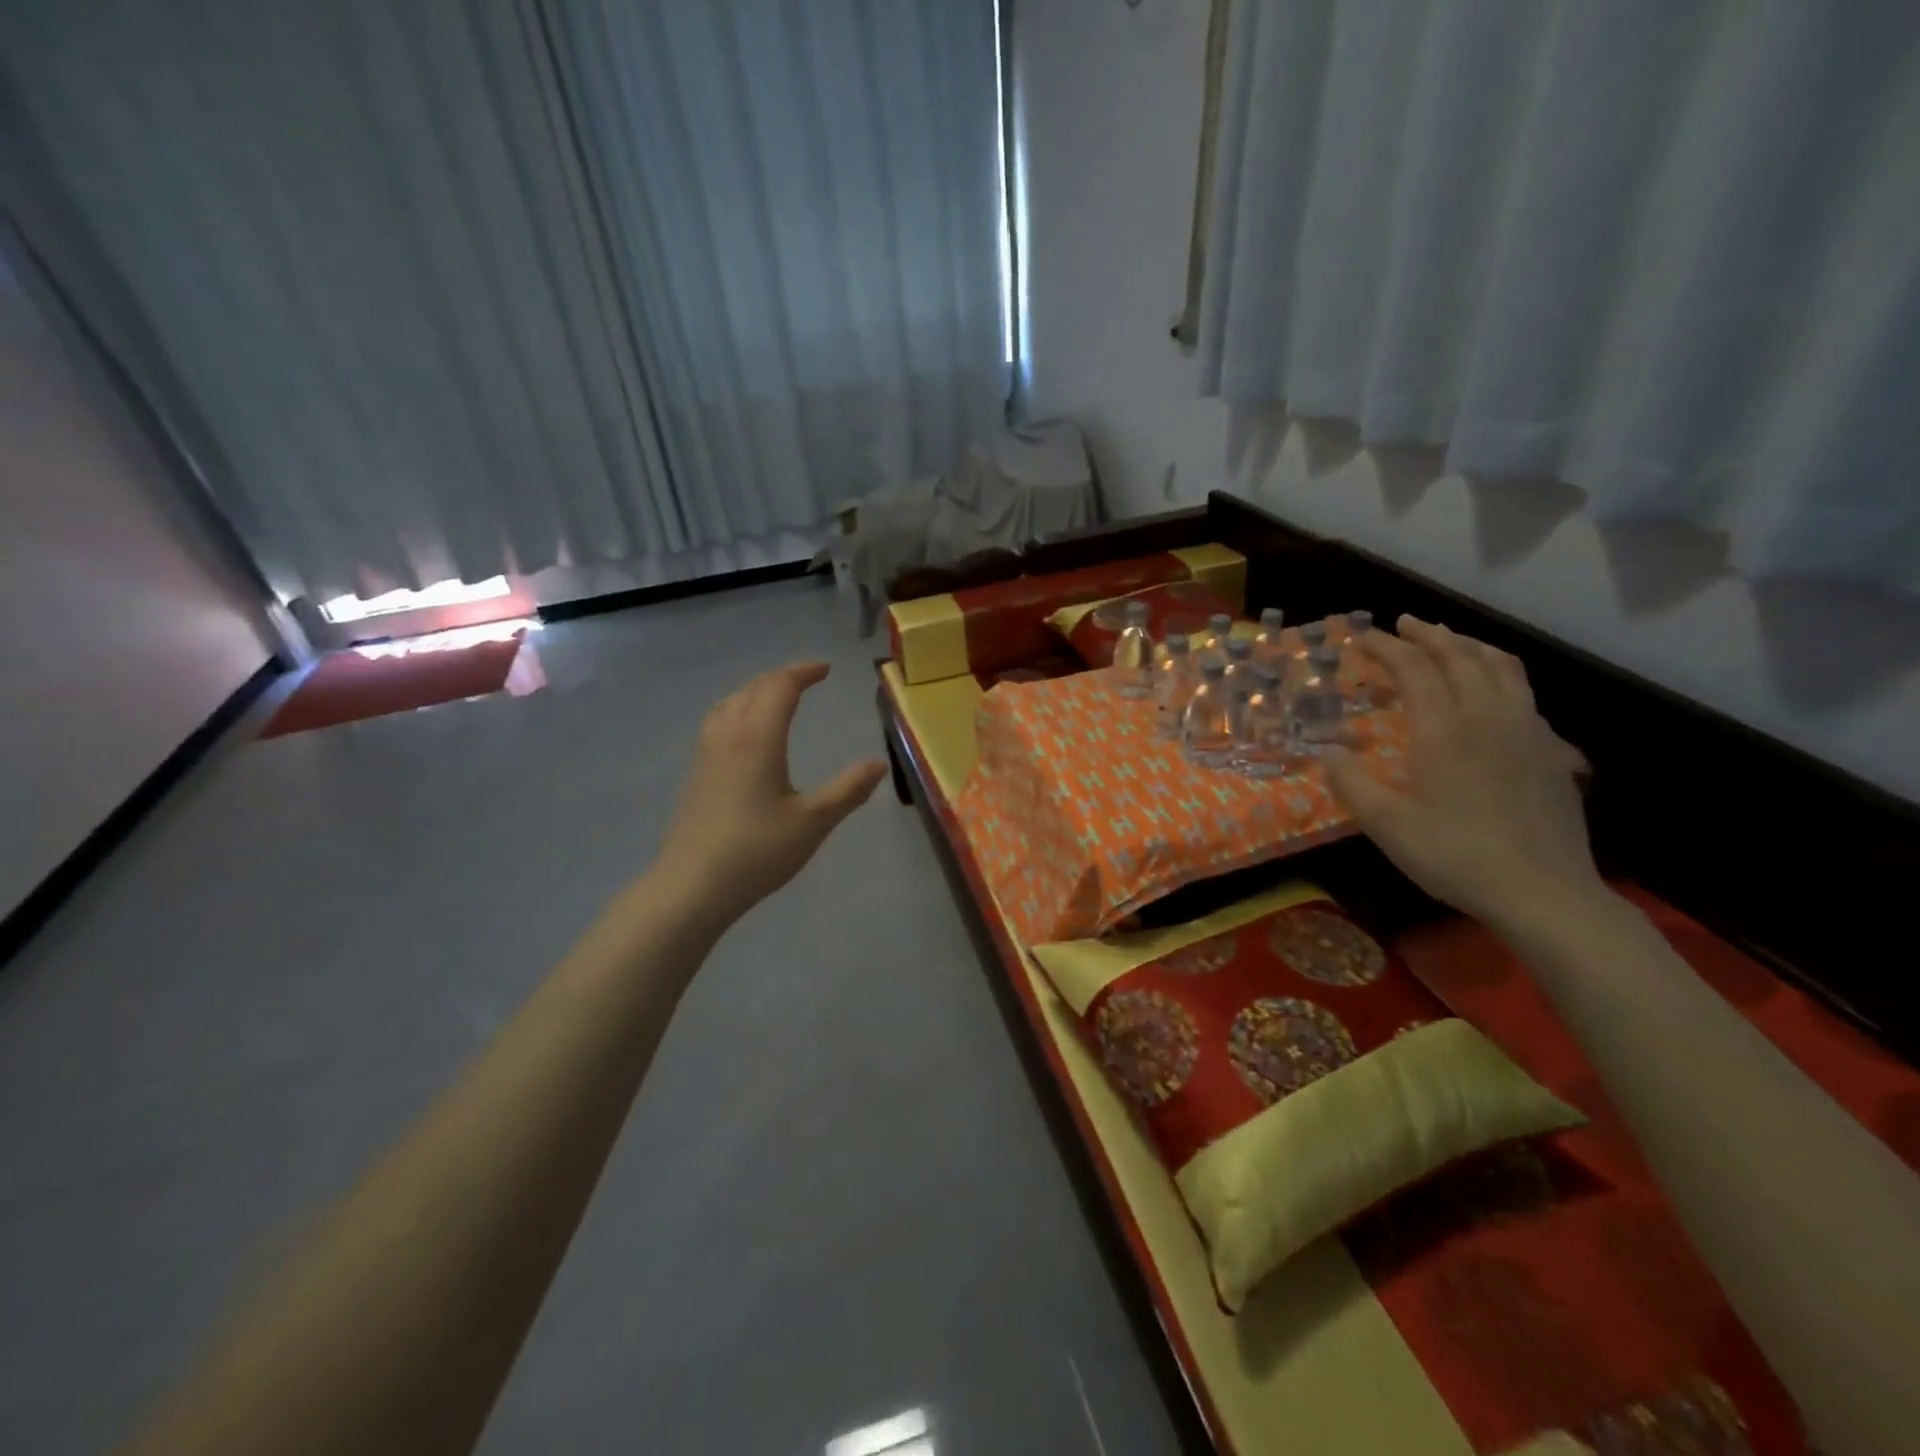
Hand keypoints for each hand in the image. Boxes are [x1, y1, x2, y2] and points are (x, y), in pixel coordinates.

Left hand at [655, 661, 886, 932]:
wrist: (692, 886)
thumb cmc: (757, 852)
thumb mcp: (814, 822)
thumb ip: (848, 790)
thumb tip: (879, 763)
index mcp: (758, 739)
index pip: (779, 687)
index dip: (803, 672)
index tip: (826, 669)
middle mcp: (728, 736)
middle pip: (753, 689)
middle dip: (782, 677)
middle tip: (808, 678)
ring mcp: (706, 755)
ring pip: (729, 703)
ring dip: (756, 690)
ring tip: (776, 697)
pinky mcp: (695, 774)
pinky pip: (717, 722)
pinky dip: (738, 709)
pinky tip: (745, 734)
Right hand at [1322, 617, 1604, 931]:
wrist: (1544, 892)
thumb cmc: (1456, 855)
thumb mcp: (1387, 825)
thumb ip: (1351, 783)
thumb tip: (1325, 751)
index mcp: (1445, 729)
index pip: (1414, 669)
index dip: (1386, 648)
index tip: (1362, 636)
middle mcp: (1488, 717)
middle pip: (1460, 657)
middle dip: (1428, 635)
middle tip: (1403, 624)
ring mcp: (1527, 731)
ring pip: (1501, 668)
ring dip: (1469, 646)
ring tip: (1449, 640)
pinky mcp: (1551, 751)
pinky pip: (1524, 693)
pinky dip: (1501, 673)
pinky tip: (1493, 691)